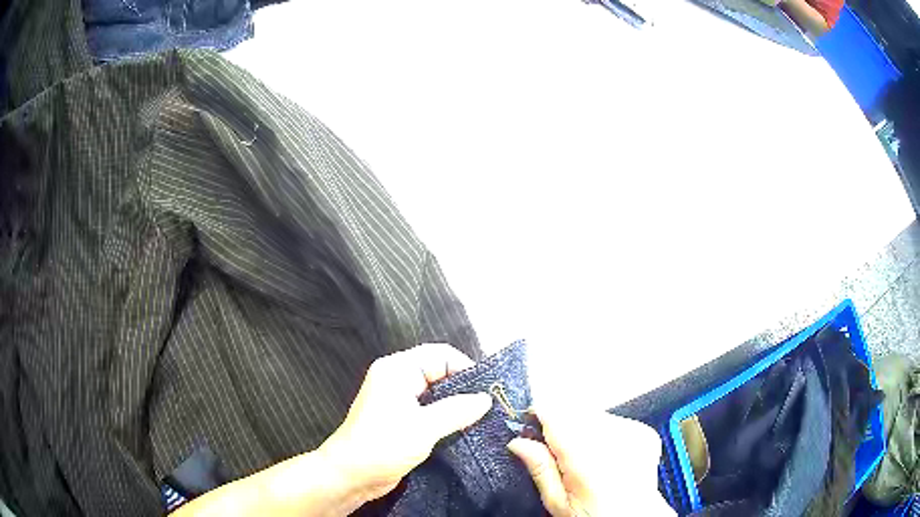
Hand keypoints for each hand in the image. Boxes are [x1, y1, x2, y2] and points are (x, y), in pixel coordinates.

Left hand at [318, 343, 491, 503]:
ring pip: (436, 394)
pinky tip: (465, 430)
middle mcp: (397, 379)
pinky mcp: (401, 420)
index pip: (440, 355)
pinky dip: (447, 418)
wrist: (350, 475)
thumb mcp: (424, 427)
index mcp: (397, 369)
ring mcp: (398, 400)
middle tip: (491, 406)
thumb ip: (458, 410)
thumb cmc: (383, 445)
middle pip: (439, 373)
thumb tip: (487, 398)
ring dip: (457, 406)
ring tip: (484, 419)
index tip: (490, 390)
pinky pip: (430, 411)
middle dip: (464, 388)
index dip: (466, 368)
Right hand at [507, 409, 673, 516]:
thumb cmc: (592, 516)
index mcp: (585, 457)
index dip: (539, 415)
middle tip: (559, 453)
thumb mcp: (558, 503)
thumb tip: (517, 441)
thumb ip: (540, 469)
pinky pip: (615, 421)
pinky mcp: (645, 432)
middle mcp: (612, 438)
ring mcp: (633, 432)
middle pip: (575, 411)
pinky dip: (605, 432)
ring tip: (586, 458)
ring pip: (595, 414)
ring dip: (584, 428)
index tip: (529, 424)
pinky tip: (606, 455)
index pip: (556, 414)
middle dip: (562, 425)